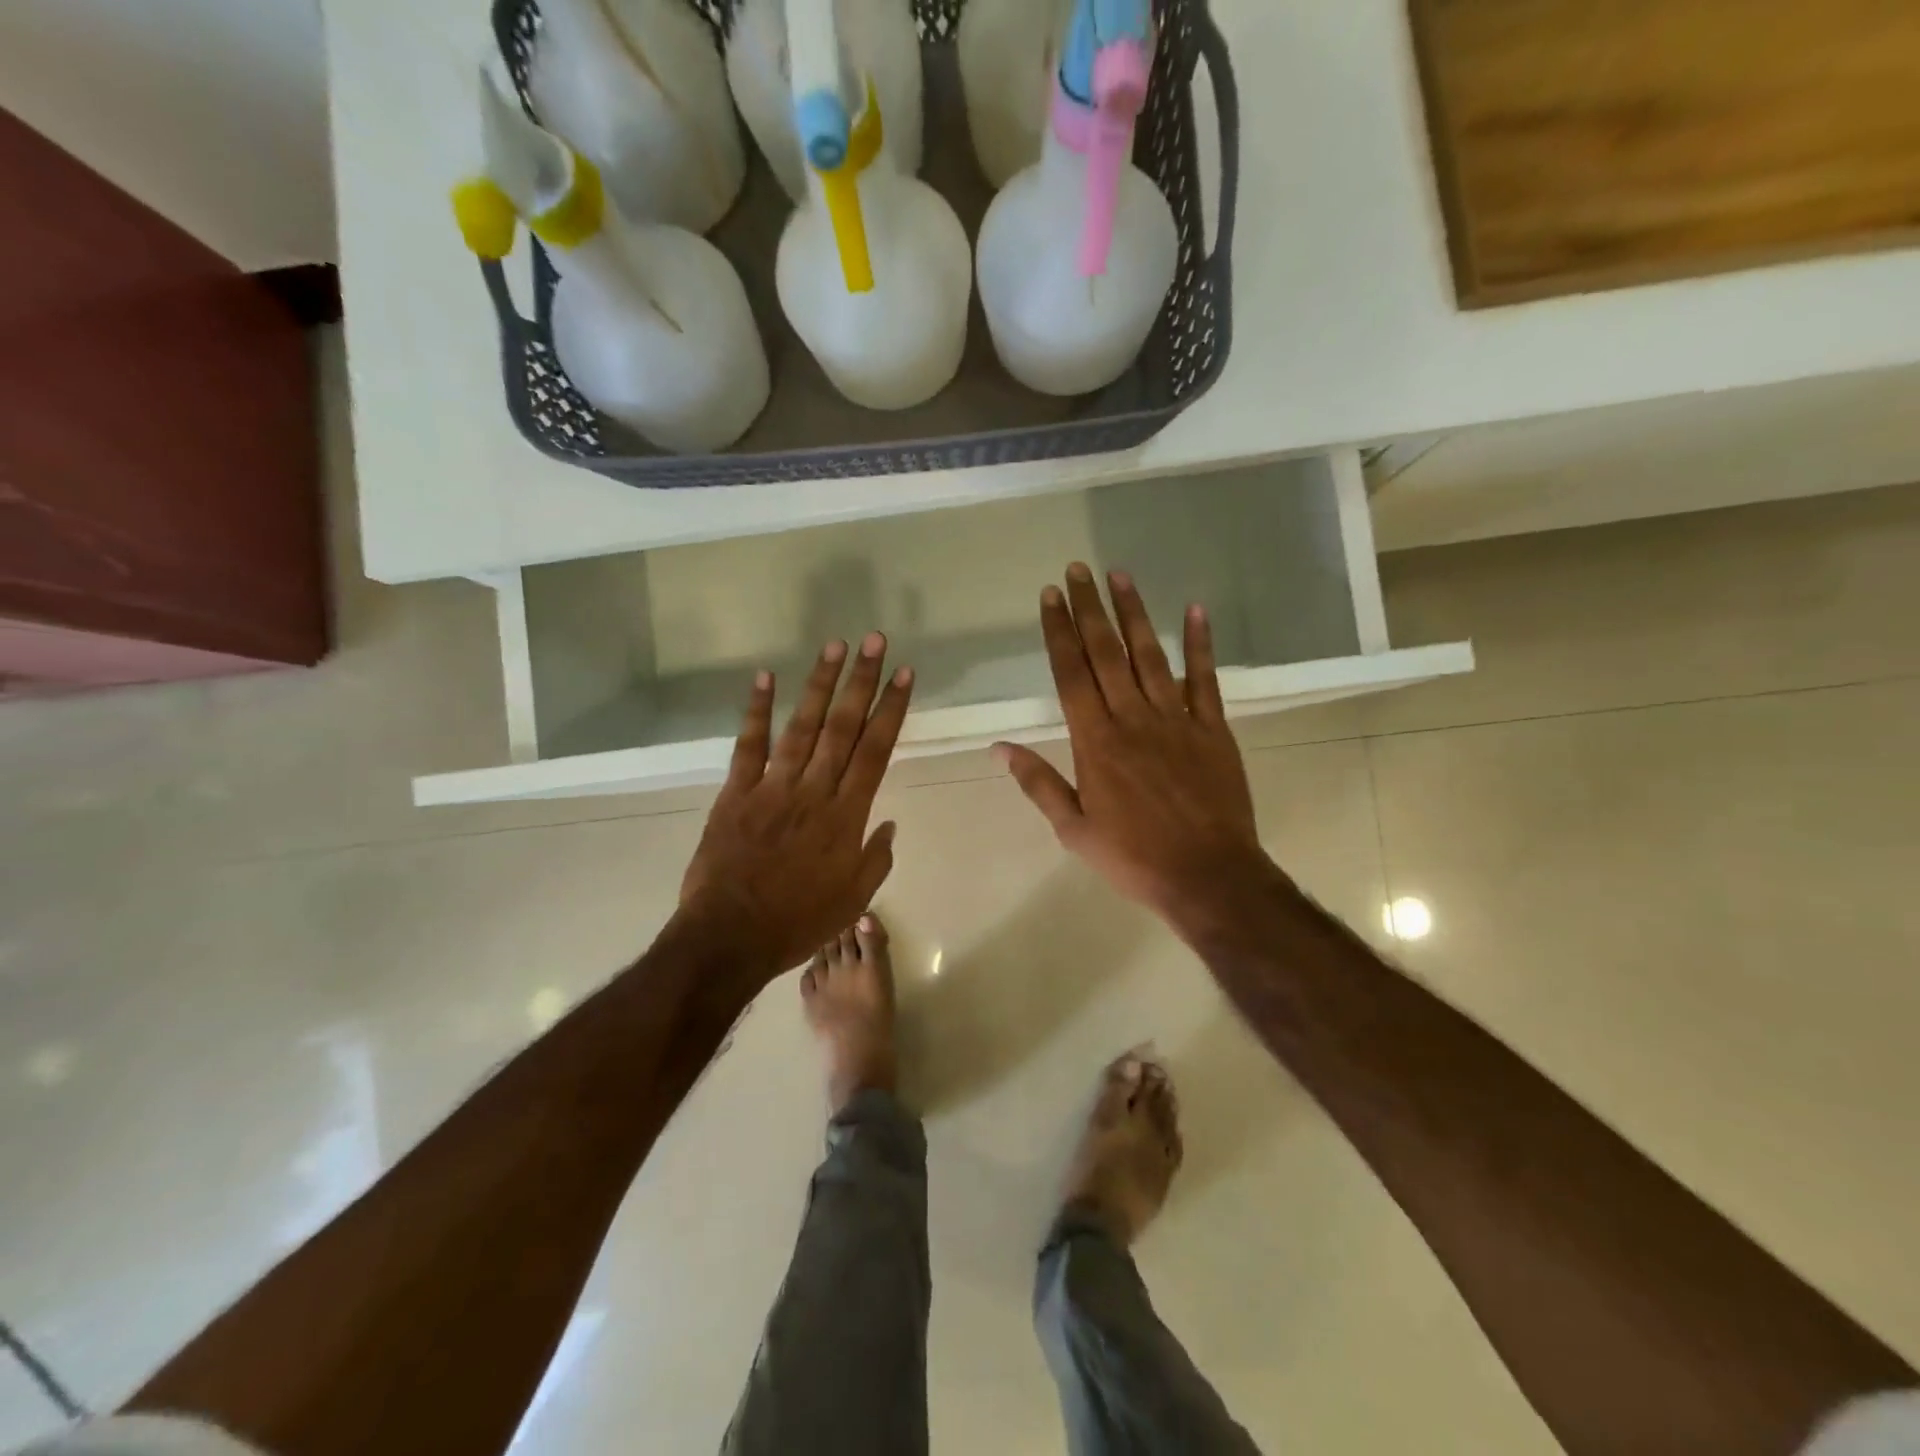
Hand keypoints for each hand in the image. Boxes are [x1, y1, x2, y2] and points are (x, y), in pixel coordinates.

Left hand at [680, 632, 913, 980]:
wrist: (730, 938)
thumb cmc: (798, 922)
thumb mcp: (853, 899)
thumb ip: (876, 858)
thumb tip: (887, 823)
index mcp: (846, 816)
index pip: (875, 750)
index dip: (892, 709)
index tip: (905, 675)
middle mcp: (814, 791)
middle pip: (843, 727)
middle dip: (862, 681)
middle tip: (875, 641)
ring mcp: (772, 788)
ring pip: (801, 727)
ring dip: (818, 684)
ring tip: (834, 646)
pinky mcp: (736, 794)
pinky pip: (748, 746)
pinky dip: (756, 711)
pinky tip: (764, 677)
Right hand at [997, 563, 1268, 936]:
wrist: (1208, 877)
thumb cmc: (1134, 858)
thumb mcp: (1074, 830)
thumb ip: (1039, 784)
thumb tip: (1000, 749)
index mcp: (1096, 742)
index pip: (1071, 675)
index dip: (1058, 632)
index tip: (1050, 596)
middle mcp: (1133, 719)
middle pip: (1106, 653)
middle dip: (1089, 608)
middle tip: (1078, 569)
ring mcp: (1176, 720)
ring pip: (1150, 656)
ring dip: (1134, 613)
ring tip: (1119, 575)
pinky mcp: (1213, 728)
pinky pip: (1205, 679)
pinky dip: (1200, 644)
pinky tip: (1194, 610)